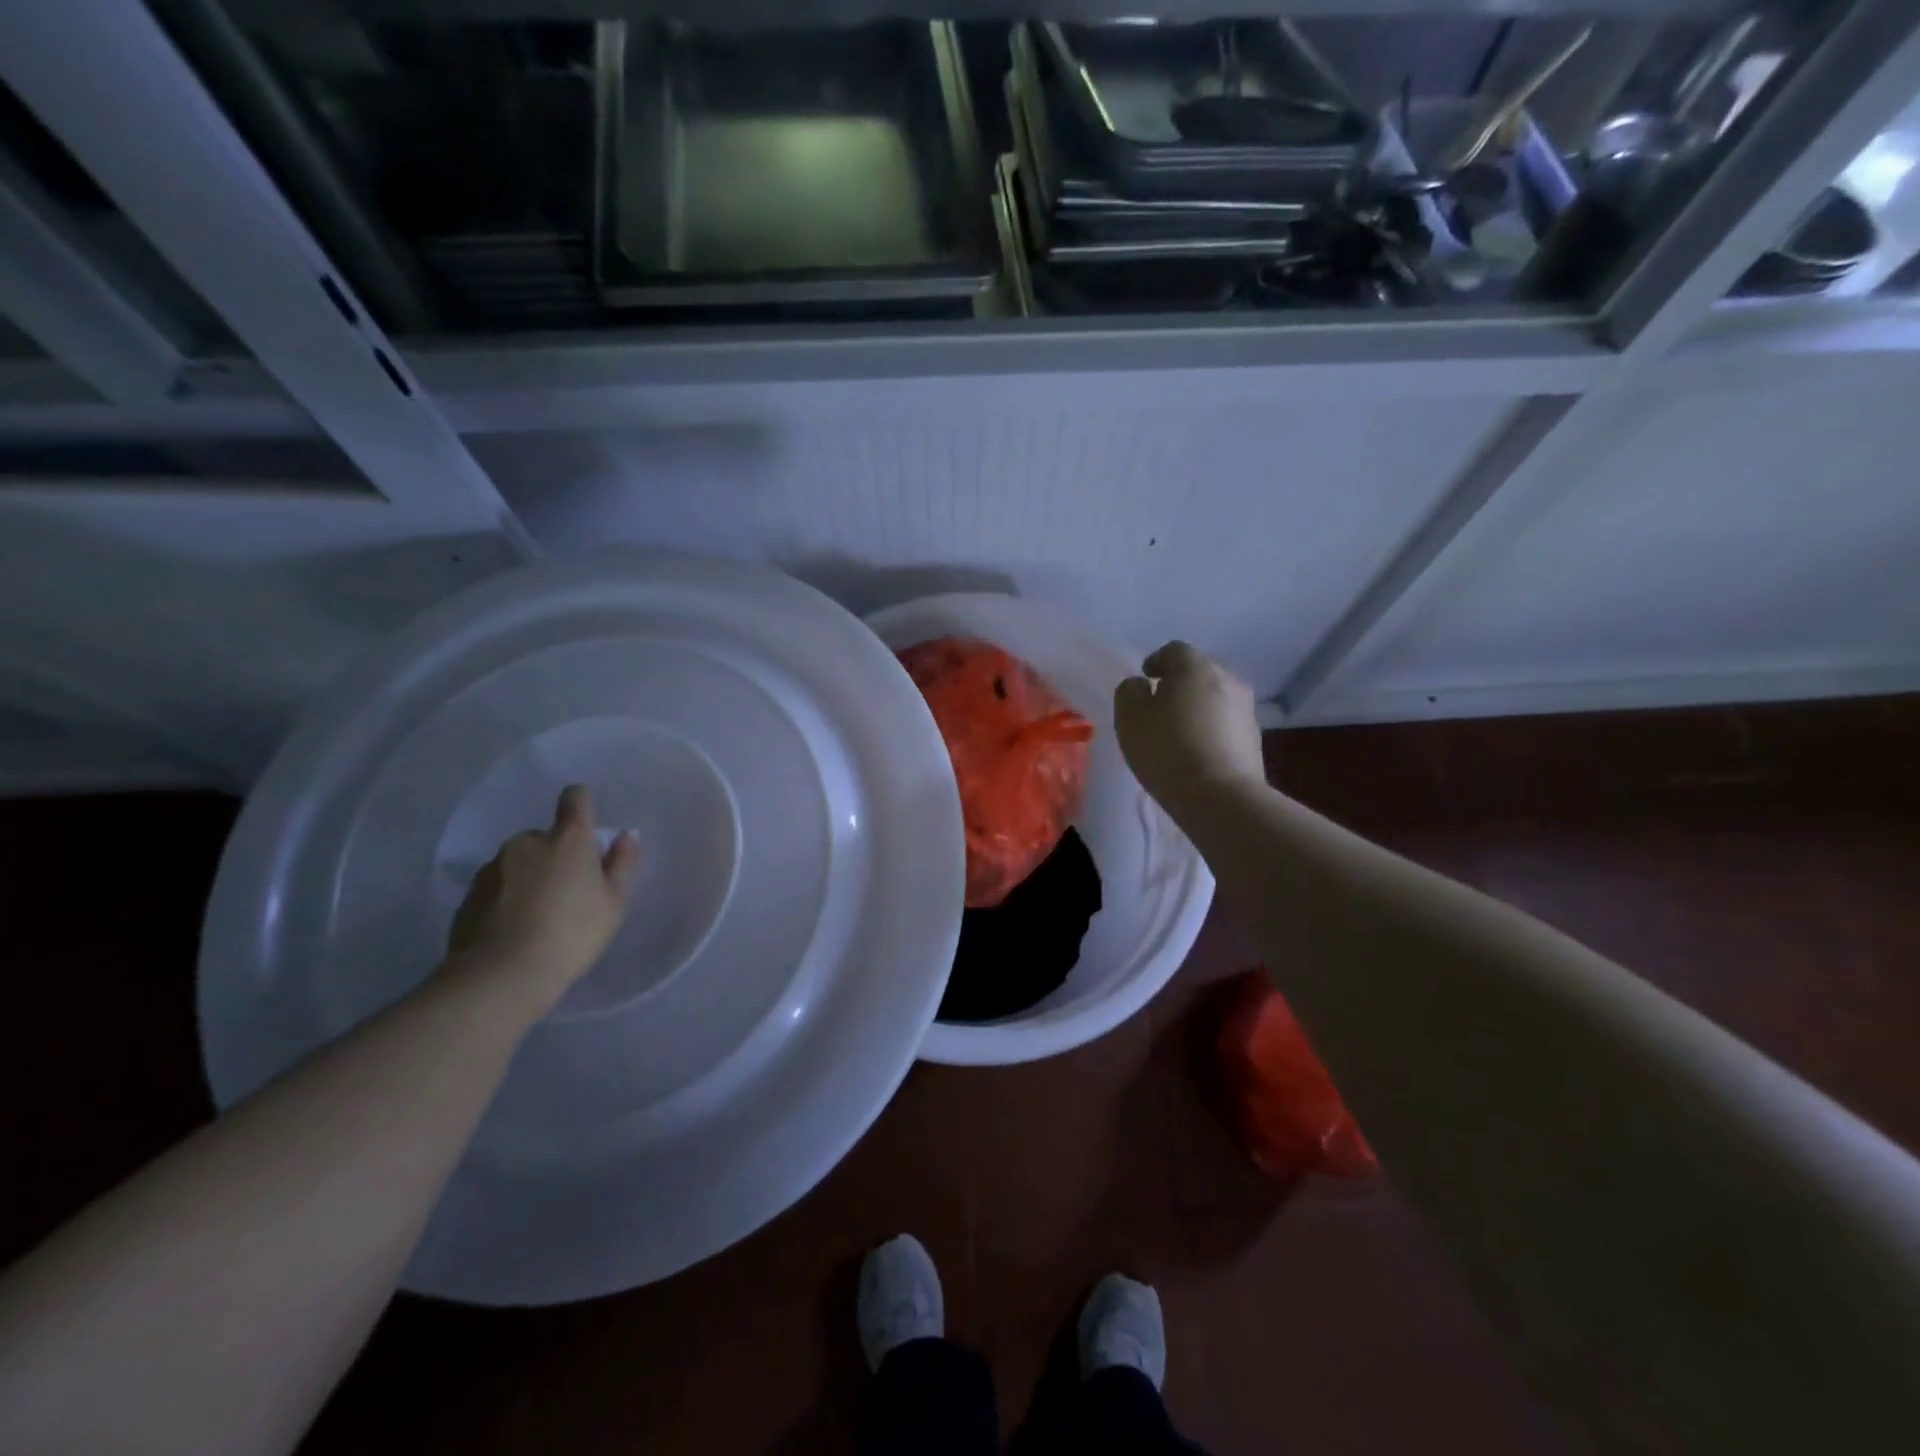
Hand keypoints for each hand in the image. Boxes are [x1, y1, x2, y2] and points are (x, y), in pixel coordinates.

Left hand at [447, 785, 640, 1018]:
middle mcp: (526, 843)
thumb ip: (622, 864)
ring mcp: (493, 868)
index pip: (574, 799)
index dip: (581, 805)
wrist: (501, 976)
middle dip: (555, 856)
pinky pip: (497, 888)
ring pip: (519, 863)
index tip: (587, 826)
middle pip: (545, 838)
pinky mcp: (468, 896)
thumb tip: (625, 836)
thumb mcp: (613, 903)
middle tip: (568, 892)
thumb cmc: (571, 934)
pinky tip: (515, 930)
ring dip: (530, 877)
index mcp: (567, 839)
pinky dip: (507, 899)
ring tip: (539, 916)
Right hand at [1114, 641, 1265, 818]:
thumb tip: (1141, 685)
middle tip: (1160, 705)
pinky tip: (1196, 750)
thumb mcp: (1130, 719)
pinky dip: (1210, 728)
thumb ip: (1129, 692)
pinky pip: (1226, 722)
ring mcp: (1246, 709)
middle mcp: (1227, 680)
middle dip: (1179, 683)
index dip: (1156, 661)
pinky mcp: (1254, 738)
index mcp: (1195, 668)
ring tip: (1178, 731)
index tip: (1145, 679)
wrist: (1221, 797)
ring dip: (1197, 707)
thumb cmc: (1167, 750)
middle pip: (1199, 672)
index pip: (1174, 650)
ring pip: (1215, 697)